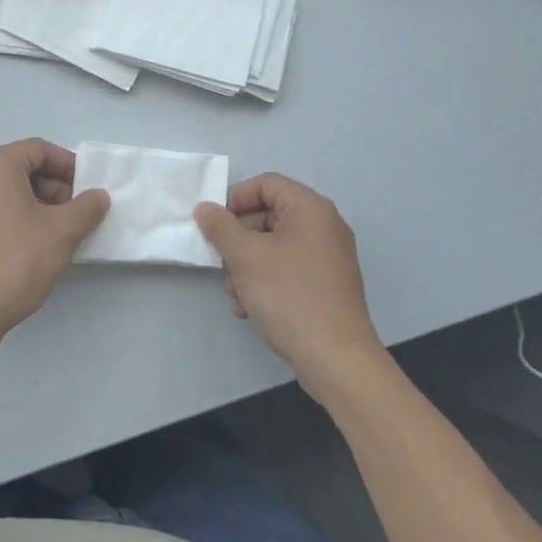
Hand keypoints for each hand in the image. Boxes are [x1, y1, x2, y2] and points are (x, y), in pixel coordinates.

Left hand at [0, 139, 109, 354]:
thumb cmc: (16, 261)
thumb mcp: (63, 231)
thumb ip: (87, 207)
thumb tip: (98, 196)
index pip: (40, 149)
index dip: (70, 166)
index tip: (89, 190)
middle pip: (24, 169)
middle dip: (57, 187)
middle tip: (79, 214)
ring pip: (11, 193)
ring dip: (41, 206)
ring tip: (63, 234)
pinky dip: (21, 220)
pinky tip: (37, 248)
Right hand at [195, 174, 387, 400]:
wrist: (336, 358)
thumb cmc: (289, 295)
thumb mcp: (245, 256)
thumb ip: (221, 227)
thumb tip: (205, 208)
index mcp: (311, 209)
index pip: (267, 184)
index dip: (236, 198)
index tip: (214, 223)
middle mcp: (324, 227)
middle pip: (270, 215)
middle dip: (239, 237)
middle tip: (220, 259)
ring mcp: (329, 258)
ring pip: (276, 246)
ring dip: (247, 264)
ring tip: (234, 292)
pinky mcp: (327, 286)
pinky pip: (289, 269)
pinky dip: (265, 281)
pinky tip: (248, 308)